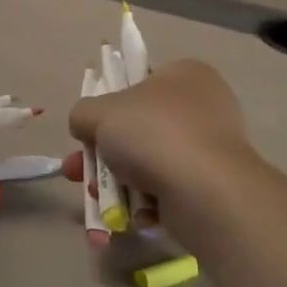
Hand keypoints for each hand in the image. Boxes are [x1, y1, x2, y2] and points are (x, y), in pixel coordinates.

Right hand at [67, 60, 253, 207]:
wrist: (205, 192)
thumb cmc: (153, 134)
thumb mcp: (101, 111)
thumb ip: (83, 112)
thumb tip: (84, 124)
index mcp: (185, 74)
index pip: (139, 82)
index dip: (109, 104)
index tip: (90, 127)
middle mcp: (203, 107)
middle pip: (137, 127)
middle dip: (101, 152)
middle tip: (76, 169)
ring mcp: (209, 148)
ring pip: (147, 161)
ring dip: (115, 179)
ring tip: (94, 196)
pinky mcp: (210, 185)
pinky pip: (166, 188)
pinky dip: (143, 200)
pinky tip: (125, 212)